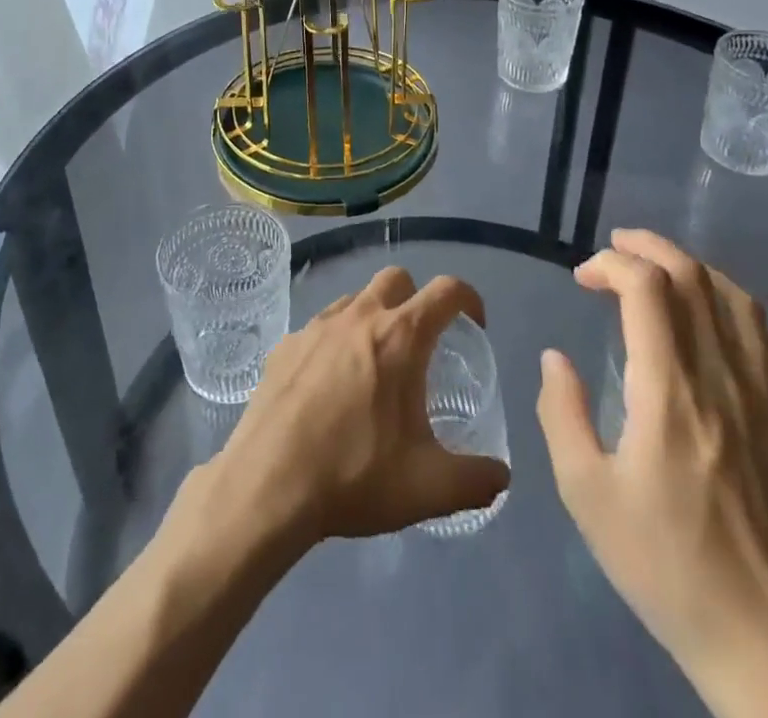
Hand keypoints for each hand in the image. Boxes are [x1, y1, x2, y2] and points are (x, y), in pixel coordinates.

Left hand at [199, 267, 510, 547]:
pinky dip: (335, 342)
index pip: (446, 290)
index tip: (475, 325)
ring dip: (374, 318)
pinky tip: (329, 386)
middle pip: (397, 279)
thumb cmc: (353, 476)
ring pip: (355, 299)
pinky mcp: (285, 343)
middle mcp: (359, 316)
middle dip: (416, 299)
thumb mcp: (428, 488)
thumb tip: (501, 475)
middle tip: (421, 345)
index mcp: (399, 337)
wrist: (267, 485)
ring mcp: (316, 325)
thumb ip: (475, 479)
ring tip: (374, 367)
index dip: (469, 299)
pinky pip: (320, 327)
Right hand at [537, 230, 767, 717]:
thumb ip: (562, 414)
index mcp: (669, 392)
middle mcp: (721, 377)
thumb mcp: (587, 495)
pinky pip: (761, 331)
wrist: (767, 637)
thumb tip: (556, 357)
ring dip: (689, 266)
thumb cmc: (666, 566)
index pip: (647, 288)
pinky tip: (707, 314)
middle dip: (648, 247)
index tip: (582, 279)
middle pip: (692, 276)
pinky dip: (726, 300)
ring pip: (732, 295)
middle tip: (613, 249)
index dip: (610, 264)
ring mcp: (763, 394)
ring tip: (655, 268)